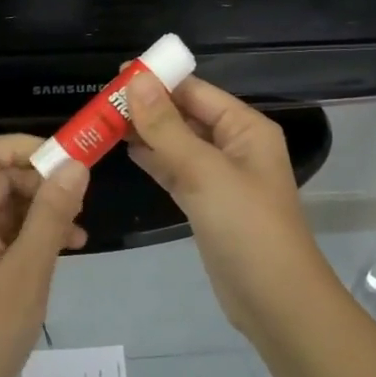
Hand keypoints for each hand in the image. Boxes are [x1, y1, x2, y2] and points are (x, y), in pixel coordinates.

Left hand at [0, 135, 89, 376]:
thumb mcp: (28, 273)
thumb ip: (51, 215)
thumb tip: (75, 166)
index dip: (24, 148)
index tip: (66, 166)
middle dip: (39, 184)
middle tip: (79, 206)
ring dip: (37, 214)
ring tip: (78, 236)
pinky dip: (24, 239)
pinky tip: (56, 256)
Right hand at [125, 73, 336, 334]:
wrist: (274, 301)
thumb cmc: (246, 226)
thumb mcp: (205, 171)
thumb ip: (167, 127)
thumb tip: (136, 81)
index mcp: (245, 128)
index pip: (196, 91)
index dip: (159, 80)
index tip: (115, 75)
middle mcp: (235, 145)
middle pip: (186, 115)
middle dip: (148, 106)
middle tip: (101, 101)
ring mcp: (221, 176)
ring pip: (178, 143)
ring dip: (146, 133)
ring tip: (104, 121)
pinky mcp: (207, 203)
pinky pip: (176, 170)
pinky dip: (153, 160)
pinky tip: (125, 150)